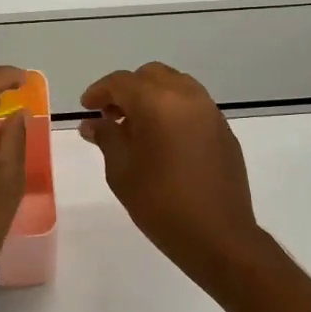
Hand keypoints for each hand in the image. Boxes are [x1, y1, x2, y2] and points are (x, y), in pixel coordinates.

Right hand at [79, 63, 268, 285]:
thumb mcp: (121, 171)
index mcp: (158, 103)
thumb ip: (106, 137)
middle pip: (151, 75)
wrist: (218, 236)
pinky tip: (163, 140)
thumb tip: (93, 123)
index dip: (100, 91)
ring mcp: (210, 111)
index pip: (122, 82)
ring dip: (152, 97)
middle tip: (111, 116)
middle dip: (127, 90)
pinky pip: (193, 105)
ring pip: (175, 85)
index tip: (86, 108)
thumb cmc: (161, 204)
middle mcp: (187, 97)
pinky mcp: (224, 129)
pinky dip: (173, 110)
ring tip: (137, 128)